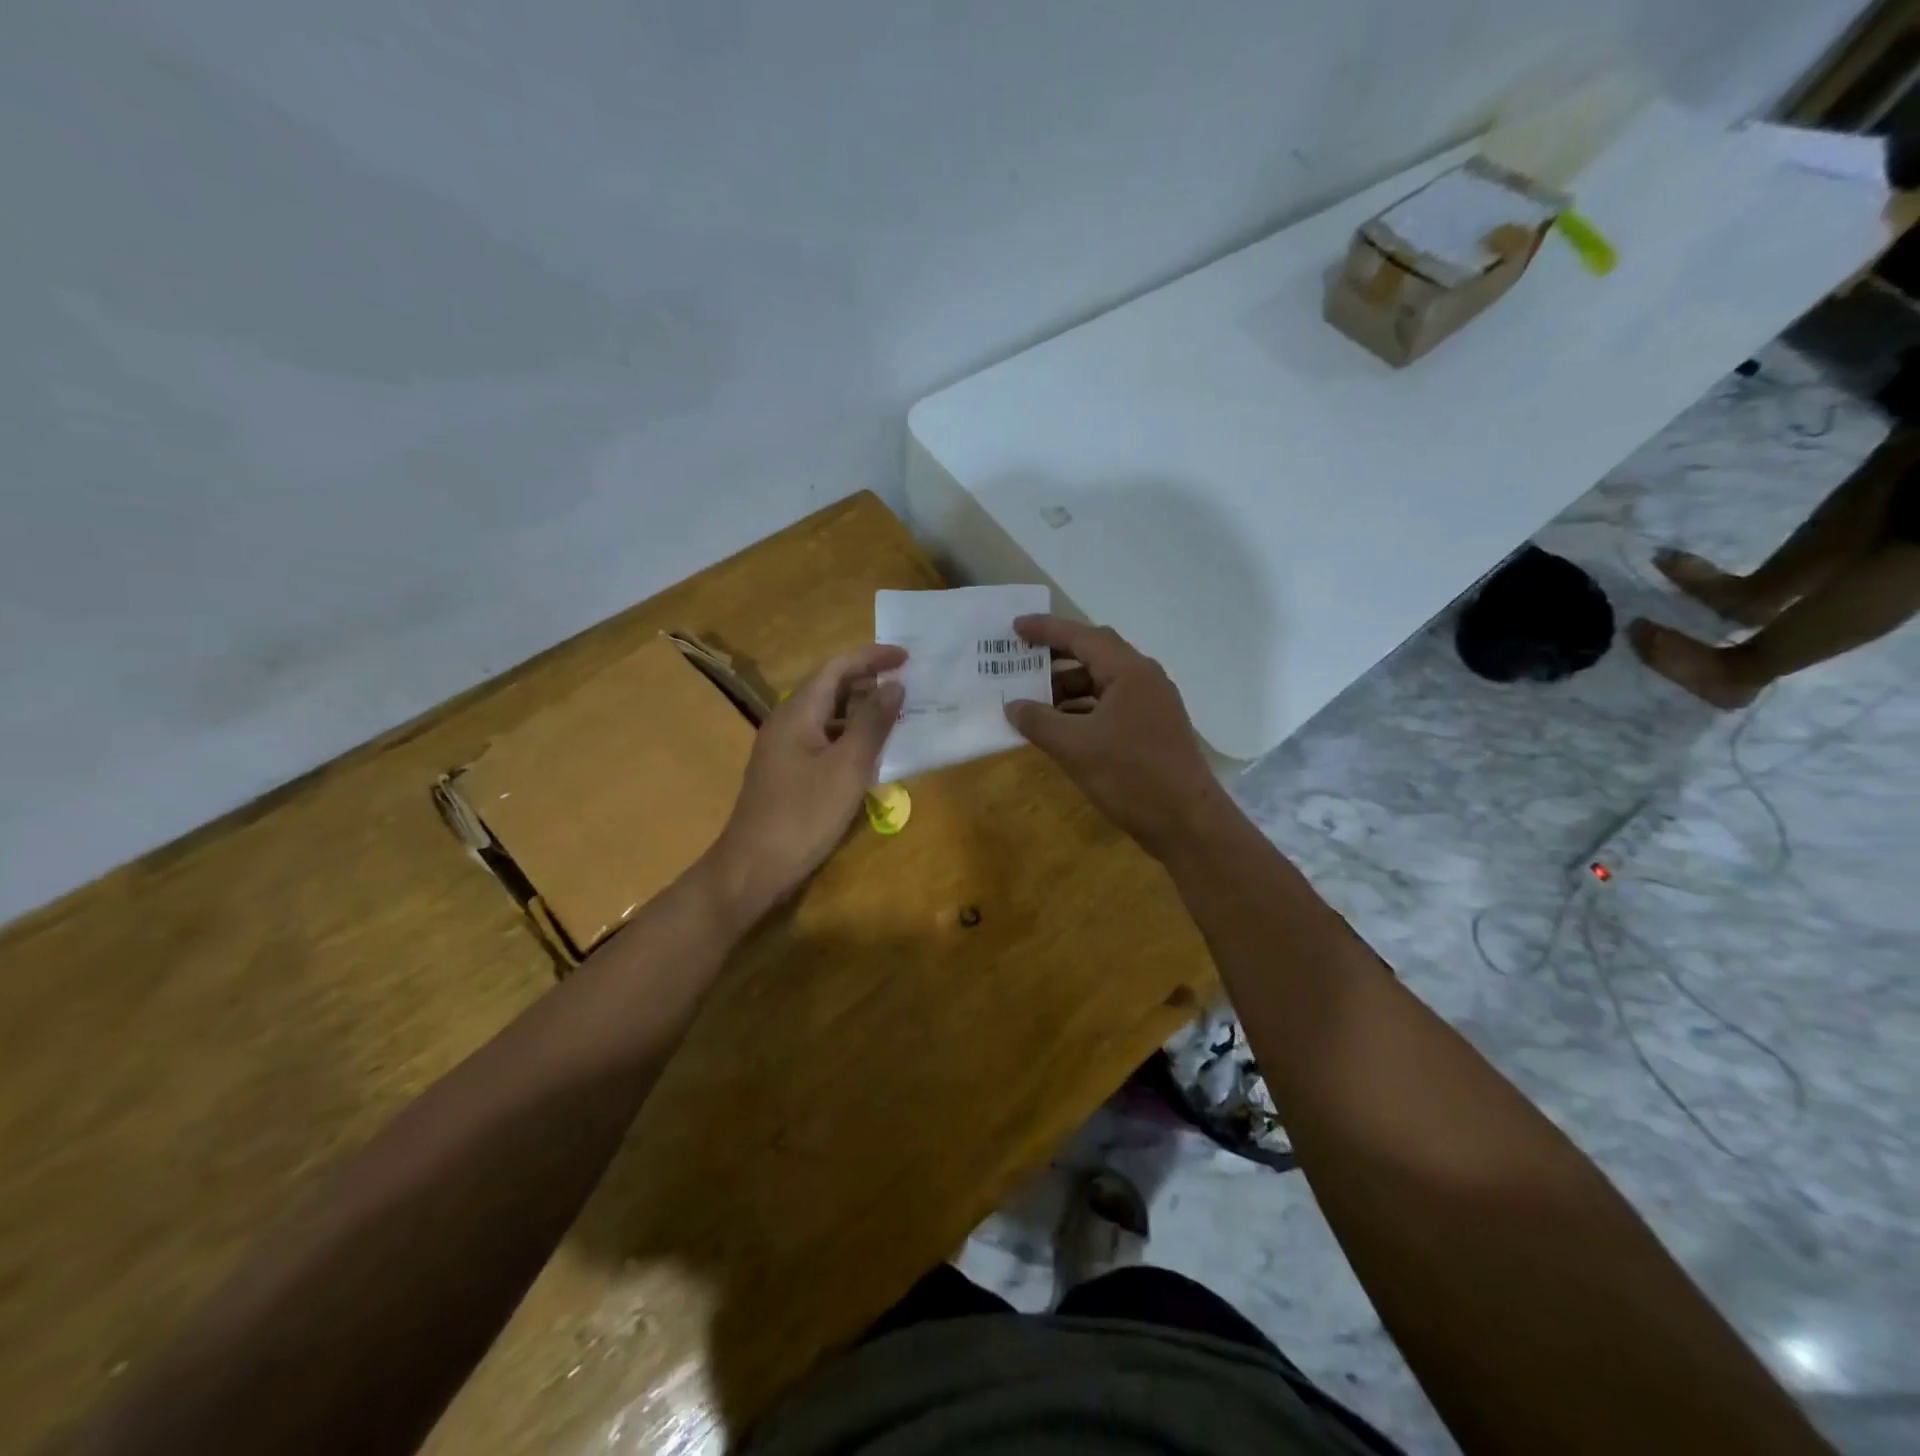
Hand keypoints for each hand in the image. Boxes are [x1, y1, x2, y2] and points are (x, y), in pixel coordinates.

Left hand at [702, 643, 905, 925]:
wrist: (753, 867)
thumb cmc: (804, 814)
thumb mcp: (847, 767)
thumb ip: (873, 723)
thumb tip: (895, 685)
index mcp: (798, 712)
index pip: (837, 667)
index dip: (872, 657)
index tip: (907, 657)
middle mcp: (787, 722)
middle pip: (830, 688)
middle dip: (869, 681)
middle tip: (908, 685)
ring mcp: (784, 749)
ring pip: (828, 716)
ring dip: (861, 711)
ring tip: (897, 716)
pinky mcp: (788, 773)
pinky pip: (824, 740)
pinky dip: (850, 737)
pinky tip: (871, 754)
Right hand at [1003, 615, 1221, 858]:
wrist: (1186, 821)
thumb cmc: (1130, 776)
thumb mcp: (1075, 748)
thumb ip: (1039, 722)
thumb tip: (1012, 706)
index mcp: (1129, 672)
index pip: (1082, 637)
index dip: (1046, 630)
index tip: (1016, 627)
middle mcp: (1144, 679)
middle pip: (1095, 654)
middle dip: (1056, 657)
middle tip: (1022, 660)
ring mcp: (1152, 704)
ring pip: (1103, 682)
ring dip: (1069, 688)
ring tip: (1034, 701)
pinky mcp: (1153, 728)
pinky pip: (1111, 705)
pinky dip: (1084, 709)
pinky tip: (1061, 727)